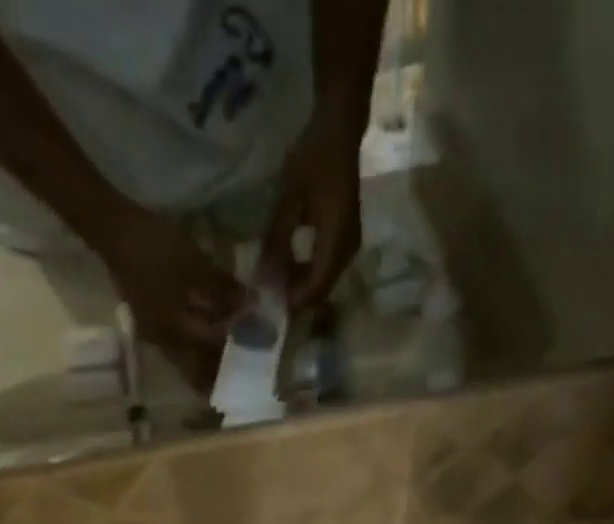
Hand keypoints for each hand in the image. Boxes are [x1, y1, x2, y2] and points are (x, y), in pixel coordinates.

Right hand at [96, 208, 245, 390]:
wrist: (114, 231)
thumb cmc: (156, 248)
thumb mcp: (195, 265)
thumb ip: (223, 288)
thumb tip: (250, 303)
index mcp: (176, 331)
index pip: (212, 348)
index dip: (234, 345)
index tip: (254, 346)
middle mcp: (164, 341)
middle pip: (195, 365)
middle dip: (215, 371)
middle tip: (237, 372)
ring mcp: (153, 333)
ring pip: (184, 357)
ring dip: (203, 362)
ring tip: (222, 362)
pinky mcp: (148, 320)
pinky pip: (176, 343)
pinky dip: (191, 345)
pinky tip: (201, 339)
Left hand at [261, 107, 365, 311]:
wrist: (341, 127)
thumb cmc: (313, 156)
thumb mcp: (289, 198)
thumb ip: (277, 239)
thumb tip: (264, 276)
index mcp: (336, 240)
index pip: (315, 286)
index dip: (292, 301)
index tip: (268, 305)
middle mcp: (347, 249)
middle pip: (321, 289)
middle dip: (294, 296)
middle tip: (266, 296)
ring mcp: (349, 245)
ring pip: (324, 280)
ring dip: (300, 285)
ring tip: (273, 281)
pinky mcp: (346, 238)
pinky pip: (326, 266)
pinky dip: (307, 271)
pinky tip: (288, 265)